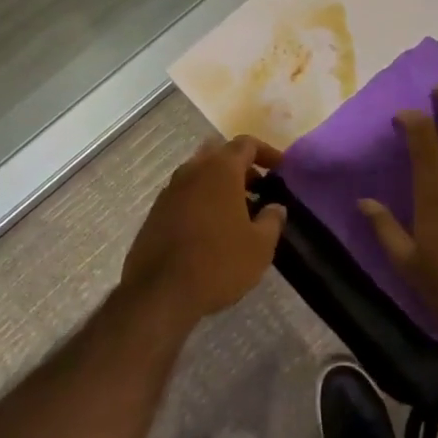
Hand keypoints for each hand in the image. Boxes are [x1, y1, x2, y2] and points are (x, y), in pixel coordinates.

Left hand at [121, 134, 285, 326]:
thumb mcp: (260, 247)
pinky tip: (212, 230)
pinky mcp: (155, 213)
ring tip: (238, 213)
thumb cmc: (218, 263)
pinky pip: (185, 195)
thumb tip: (276, 207)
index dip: (267, 152)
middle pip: (219, 154)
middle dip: (241, 167)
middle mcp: (192, 171)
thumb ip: (272, 220)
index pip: (246, 144)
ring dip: (220, 185)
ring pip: (199, 175)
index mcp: (220, 170)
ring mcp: (169, 191)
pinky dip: (202, 201)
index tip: (281, 168)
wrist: (159, 293)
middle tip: (259, 188)